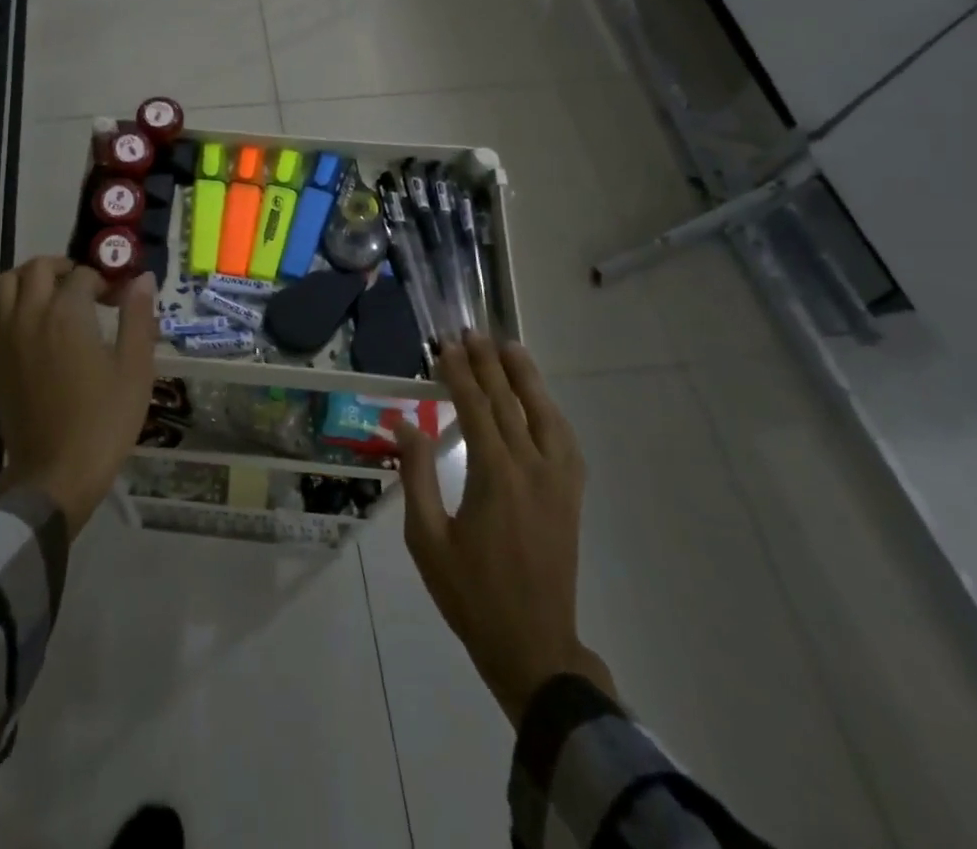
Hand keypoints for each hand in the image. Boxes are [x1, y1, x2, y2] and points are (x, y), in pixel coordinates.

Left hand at [0, 258, 156, 536]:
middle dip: (66, 269)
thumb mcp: (135, 368)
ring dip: (31, 278)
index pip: (84, 276)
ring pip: (6, 282)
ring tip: (54, 295)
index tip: (120, 300)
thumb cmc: (104, 420)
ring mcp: (4, 335)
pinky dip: (8, 300)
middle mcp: (30, 314)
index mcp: (67, 314)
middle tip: (88, 289)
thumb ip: (138, 317)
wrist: (56, 472)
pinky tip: (29, 318)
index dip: (106, 282)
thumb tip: (143, 278)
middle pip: (39, 268)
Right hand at [396, 333, 616, 724]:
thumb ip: (417, 475)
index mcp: (495, 477)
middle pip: (509, 403)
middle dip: (488, 364)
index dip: (459, 373)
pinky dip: (551, 411)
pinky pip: (565, 441)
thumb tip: (405, 423)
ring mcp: (559, 482)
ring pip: (545, 415)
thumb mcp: (427, 538)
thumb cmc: (470, 593)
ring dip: (526, 377)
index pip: (475, 408)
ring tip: (510, 346)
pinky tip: (540, 400)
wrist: (532, 645)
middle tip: (471, 331)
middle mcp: (532, 469)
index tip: (445, 345)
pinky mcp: (571, 496)